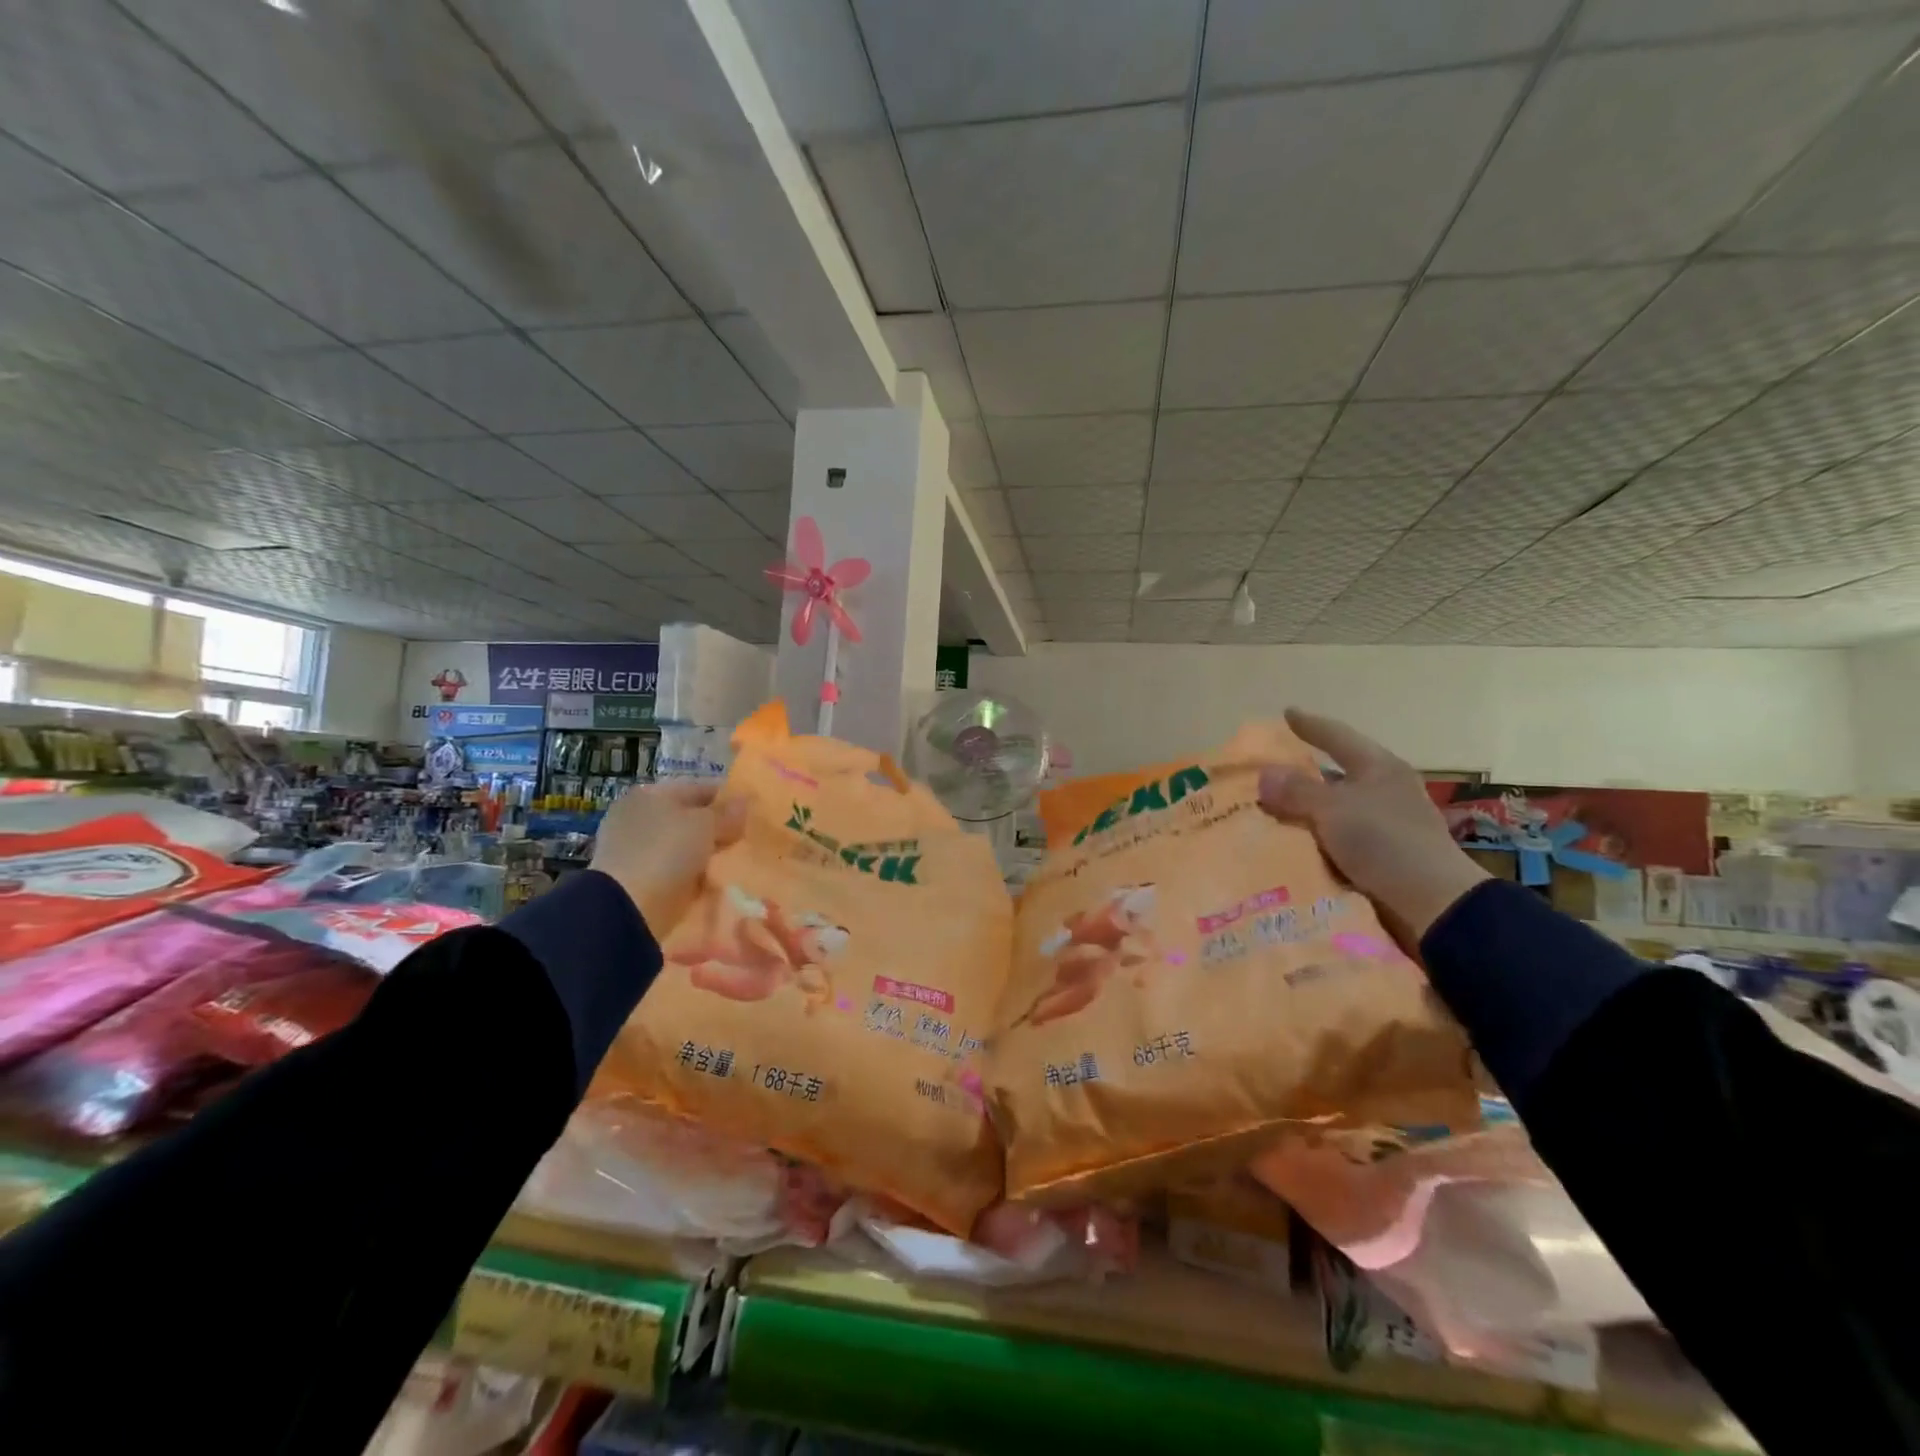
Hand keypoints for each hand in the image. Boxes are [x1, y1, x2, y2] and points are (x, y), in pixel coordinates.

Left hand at [591, 782, 745, 931]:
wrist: (628, 908)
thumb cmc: (666, 851)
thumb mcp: (705, 824)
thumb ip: (727, 813)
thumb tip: (744, 802)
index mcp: (650, 794)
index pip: (698, 789)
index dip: (727, 799)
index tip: (753, 812)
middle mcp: (640, 818)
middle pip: (691, 819)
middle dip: (718, 829)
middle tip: (748, 839)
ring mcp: (637, 850)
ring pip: (686, 847)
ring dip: (708, 855)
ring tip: (738, 862)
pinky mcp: (639, 881)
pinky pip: (678, 872)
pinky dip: (695, 876)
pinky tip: (717, 881)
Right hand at [1257, 709, 1488, 940]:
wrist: (1432, 905)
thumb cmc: (1385, 841)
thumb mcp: (1333, 808)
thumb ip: (1296, 790)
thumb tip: (1264, 774)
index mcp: (1379, 768)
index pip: (1337, 737)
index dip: (1310, 725)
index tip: (1287, 713)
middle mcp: (1382, 792)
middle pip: (1333, 776)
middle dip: (1299, 776)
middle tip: (1263, 773)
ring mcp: (1382, 827)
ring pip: (1331, 812)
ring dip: (1301, 814)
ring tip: (1263, 814)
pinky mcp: (1378, 859)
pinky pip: (1333, 841)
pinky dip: (1311, 841)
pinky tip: (1285, 846)